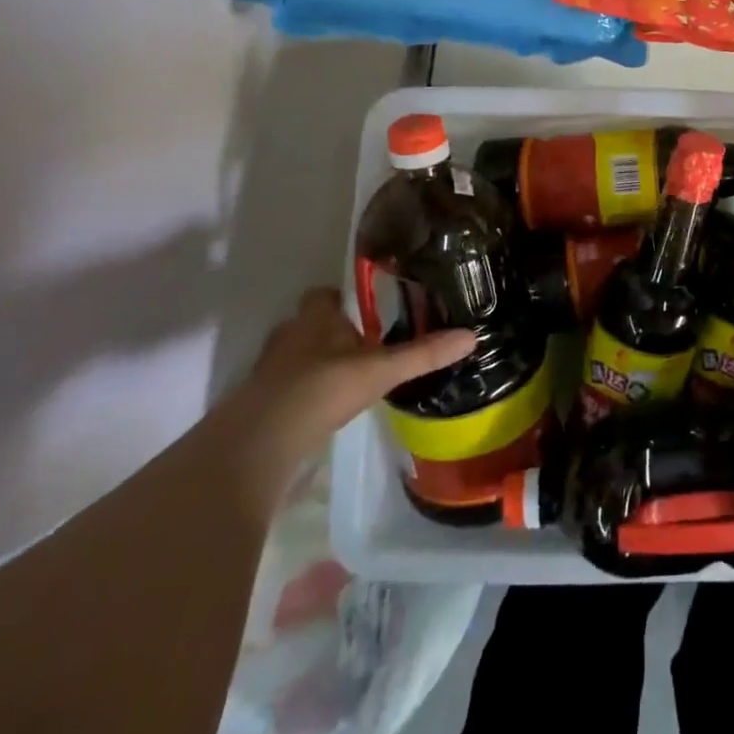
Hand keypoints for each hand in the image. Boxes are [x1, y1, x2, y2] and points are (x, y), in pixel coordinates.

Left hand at [232, 287, 475, 466]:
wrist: (262, 439)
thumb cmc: (323, 387)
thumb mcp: (382, 369)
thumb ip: (424, 353)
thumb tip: (472, 336)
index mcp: (316, 316)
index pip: (325, 294)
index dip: (343, 299)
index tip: (367, 309)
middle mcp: (290, 334)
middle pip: (311, 323)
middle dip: (334, 331)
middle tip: (366, 344)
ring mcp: (271, 368)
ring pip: (299, 354)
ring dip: (319, 361)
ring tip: (351, 376)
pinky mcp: (262, 399)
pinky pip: (289, 383)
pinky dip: (306, 389)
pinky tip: (327, 405)